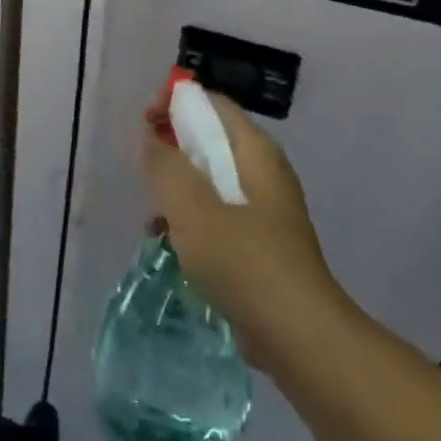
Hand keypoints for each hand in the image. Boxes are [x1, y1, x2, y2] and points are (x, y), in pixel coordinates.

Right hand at [140, 92, 351, 372]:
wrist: (299, 337)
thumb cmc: (245, 262)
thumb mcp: (193, 208)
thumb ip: (165, 167)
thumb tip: (148, 138)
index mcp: (256, 153)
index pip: (214, 104)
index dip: (176, 103)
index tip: (144, 124)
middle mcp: (263, 173)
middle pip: (210, 140)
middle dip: (172, 148)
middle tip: (141, 168)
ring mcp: (263, 211)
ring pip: (209, 181)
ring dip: (177, 189)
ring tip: (151, 215)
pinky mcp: (258, 245)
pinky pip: (216, 216)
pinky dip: (190, 220)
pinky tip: (169, 244)